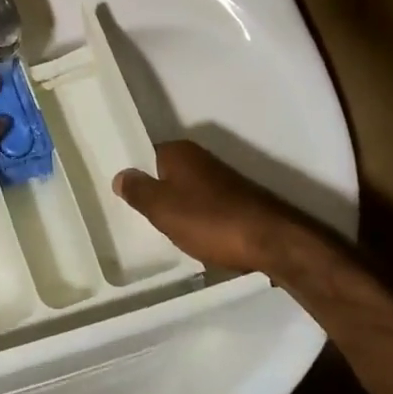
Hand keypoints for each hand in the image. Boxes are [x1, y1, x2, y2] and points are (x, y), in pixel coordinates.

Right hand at [113, 141, 307, 274]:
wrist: (272, 241)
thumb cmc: (209, 220)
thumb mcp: (162, 208)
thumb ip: (138, 190)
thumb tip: (120, 174)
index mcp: (179, 151)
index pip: (147, 155)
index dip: (135, 174)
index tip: (123, 195)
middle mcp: (201, 158)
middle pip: (168, 174)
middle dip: (157, 193)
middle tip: (140, 217)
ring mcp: (223, 179)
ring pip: (188, 191)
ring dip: (179, 209)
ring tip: (165, 232)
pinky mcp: (239, 201)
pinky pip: (207, 207)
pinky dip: (199, 220)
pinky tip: (196, 238)